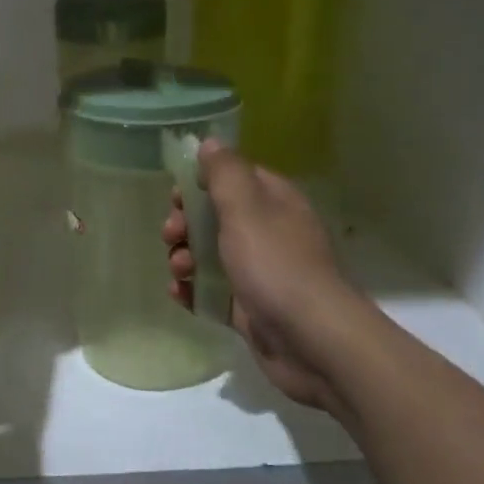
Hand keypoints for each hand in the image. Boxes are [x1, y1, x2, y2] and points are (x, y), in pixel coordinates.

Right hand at [163, 140, 364, 412]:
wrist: (311, 341)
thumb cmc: (275, 265)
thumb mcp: (245, 208)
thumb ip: (224, 173)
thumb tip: (210, 142)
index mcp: (273, 202)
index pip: (232, 178)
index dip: (199, 183)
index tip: (175, 197)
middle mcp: (268, 232)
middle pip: (215, 216)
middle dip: (185, 224)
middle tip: (172, 236)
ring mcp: (259, 271)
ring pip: (210, 254)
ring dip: (185, 258)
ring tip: (179, 272)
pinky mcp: (250, 307)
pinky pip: (213, 290)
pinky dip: (193, 290)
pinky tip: (180, 295)